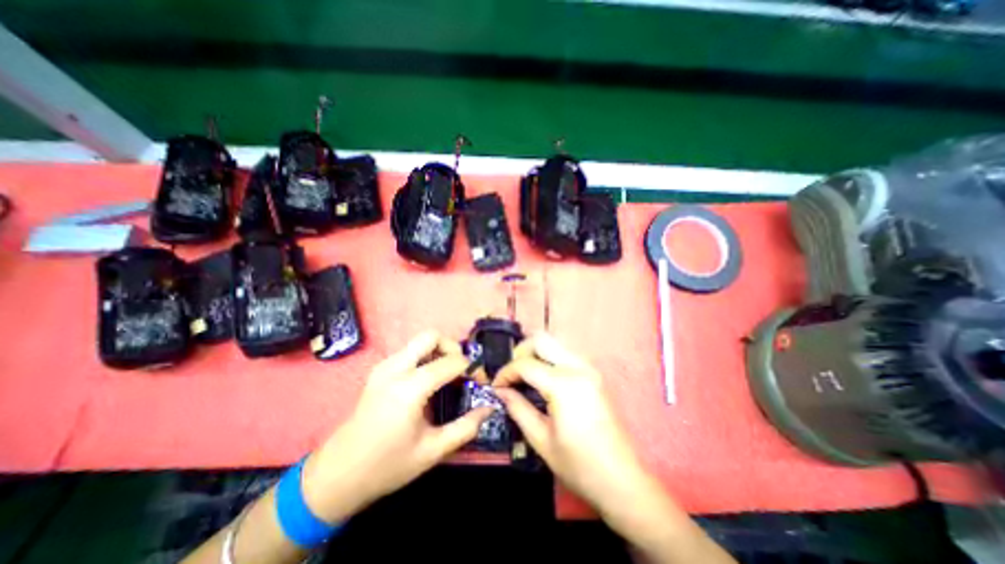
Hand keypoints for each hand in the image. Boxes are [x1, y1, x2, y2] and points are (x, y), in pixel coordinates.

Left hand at [298, 331, 490, 524]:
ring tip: (447, 376)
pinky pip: (409, 351)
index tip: (479, 381)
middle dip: (452, 347)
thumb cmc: (387, 465)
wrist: (337, 474)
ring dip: (438, 351)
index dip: (471, 368)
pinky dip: (425, 357)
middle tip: (461, 370)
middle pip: (431, 336)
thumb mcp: (433, 451)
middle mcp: (395, 368)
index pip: (451, 362)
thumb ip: (466, 427)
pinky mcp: (379, 370)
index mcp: (410, 388)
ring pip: (419, 341)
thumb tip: (490, 408)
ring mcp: (384, 366)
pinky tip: (428, 381)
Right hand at [494, 336, 659, 518]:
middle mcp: (578, 367)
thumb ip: (518, 408)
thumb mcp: (541, 440)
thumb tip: (501, 391)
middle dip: (520, 352)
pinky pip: (566, 353)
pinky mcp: (595, 373)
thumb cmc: (579, 465)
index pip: (526, 364)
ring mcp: (589, 367)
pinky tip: (543, 379)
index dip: (506, 373)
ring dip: (535, 353)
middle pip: (541, 339)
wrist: (622, 479)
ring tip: (524, 377)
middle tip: (512, 375)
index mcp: (564, 384)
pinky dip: (549, 358)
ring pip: (555, 342)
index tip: (496, 386)